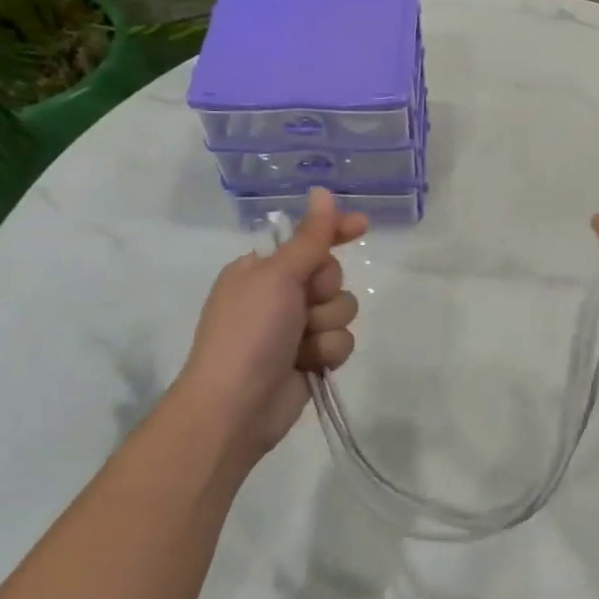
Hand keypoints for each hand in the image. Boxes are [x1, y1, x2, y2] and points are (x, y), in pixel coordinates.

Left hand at [170, 188, 367, 456]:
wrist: (236, 407)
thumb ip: (310, 237)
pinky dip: (327, 351)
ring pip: (341, 309)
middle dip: (325, 290)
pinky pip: (341, 340)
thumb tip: (322, 191)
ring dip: (327, 325)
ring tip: (303, 342)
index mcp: (261, 270)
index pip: (307, 240)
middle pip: (331, 275)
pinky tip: (308, 364)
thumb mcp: (278, 276)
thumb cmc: (249, 332)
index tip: (363, 226)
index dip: (335, 231)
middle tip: (304, 303)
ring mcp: (295, 329)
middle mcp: (279, 295)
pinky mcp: (310, 358)